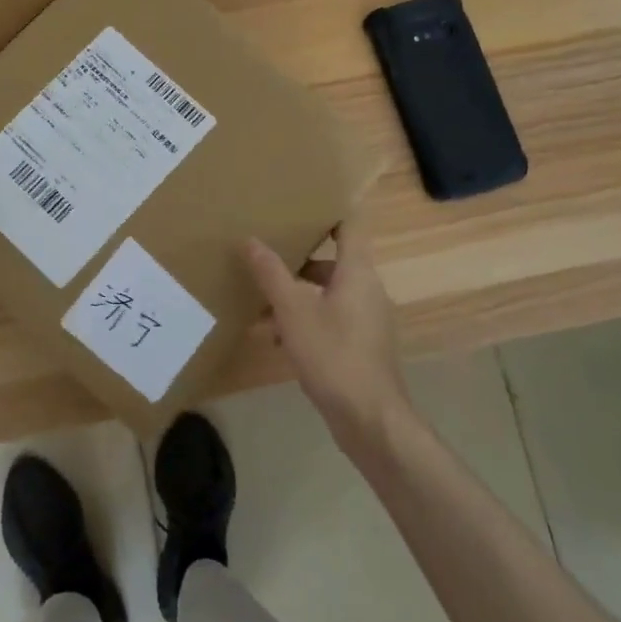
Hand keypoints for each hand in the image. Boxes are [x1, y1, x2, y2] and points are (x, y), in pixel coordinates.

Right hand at [244, 210, 407, 449]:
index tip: (301, 202)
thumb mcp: (293, 311)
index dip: (329, 210)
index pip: (350, 226)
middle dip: (299, 257)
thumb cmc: (333, 355)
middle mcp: (367, 290)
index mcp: (357, 272)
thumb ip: (271, 274)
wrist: (370, 419)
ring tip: (260, 299)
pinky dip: (305, 319)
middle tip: (266, 250)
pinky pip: (331, 318)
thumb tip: (250, 240)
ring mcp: (367, 320)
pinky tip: (276, 337)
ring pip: (328, 292)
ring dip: (297, 293)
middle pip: (334, 260)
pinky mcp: (361, 346)